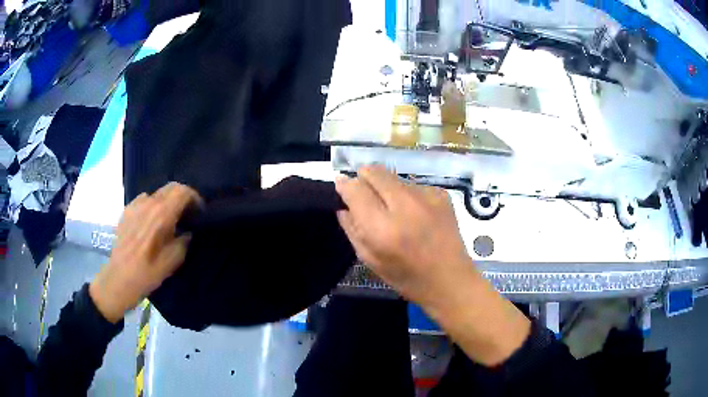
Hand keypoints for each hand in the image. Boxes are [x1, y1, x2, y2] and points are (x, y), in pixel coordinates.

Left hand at [89, 183, 201, 322]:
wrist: (118, 280)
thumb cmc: (146, 274)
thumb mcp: (172, 263)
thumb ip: (183, 241)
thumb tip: (188, 231)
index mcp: (161, 215)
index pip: (183, 191)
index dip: (195, 198)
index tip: (199, 212)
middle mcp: (148, 204)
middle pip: (171, 187)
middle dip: (182, 197)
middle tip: (187, 214)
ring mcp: (135, 206)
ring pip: (157, 193)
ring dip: (167, 201)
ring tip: (169, 220)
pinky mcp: (126, 211)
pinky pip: (144, 200)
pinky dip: (153, 206)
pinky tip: (151, 223)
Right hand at [335, 165, 471, 308]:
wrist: (450, 279)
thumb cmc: (406, 277)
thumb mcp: (370, 259)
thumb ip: (352, 228)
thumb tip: (342, 203)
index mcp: (383, 228)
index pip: (355, 189)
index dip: (344, 185)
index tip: (341, 187)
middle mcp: (405, 205)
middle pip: (374, 172)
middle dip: (364, 178)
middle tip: (365, 194)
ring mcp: (426, 196)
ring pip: (393, 177)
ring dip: (386, 188)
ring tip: (394, 210)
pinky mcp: (441, 193)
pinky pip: (413, 185)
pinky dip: (407, 195)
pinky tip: (415, 215)